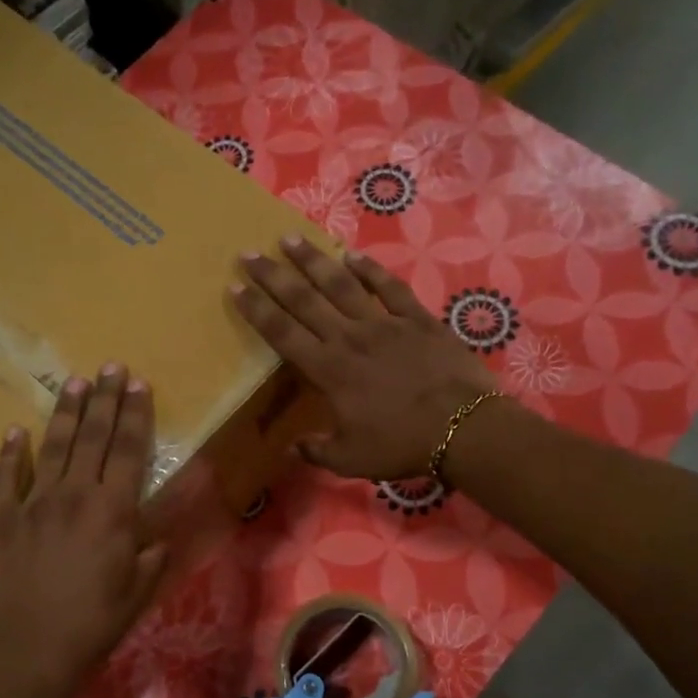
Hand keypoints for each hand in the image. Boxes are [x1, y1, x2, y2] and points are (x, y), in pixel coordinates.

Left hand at [0, 365, 168, 696]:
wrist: (28, 653)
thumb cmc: (93, 625)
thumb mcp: (138, 592)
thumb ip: (151, 554)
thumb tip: (157, 534)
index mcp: (113, 511)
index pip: (128, 450)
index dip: (135, 415)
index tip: (138, 384)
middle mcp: (74, 496)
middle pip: (93, 437)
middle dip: (104, 399)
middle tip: (110, 367)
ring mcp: (32, 504)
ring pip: (53, 447)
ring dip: (66, 413)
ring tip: (75, 382)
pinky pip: (3, 478)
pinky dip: (10, 453)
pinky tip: (16, 432)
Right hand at [231, 237, 495, 479]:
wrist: (462, 427)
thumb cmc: (401, 445)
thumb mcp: (351, 459)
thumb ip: (317, 450)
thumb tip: (291, 447)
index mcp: (329, 370)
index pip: (283, 334)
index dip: (257, 310)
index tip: (235, 288)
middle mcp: (350, 338)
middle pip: (304, 300)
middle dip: (273, 276)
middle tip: (249, 253)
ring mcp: (385, 324)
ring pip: (341, 285)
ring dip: (313, 261)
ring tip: (290, 238)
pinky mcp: (418, 319)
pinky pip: (389, 287)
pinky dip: (370, 270)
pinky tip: (353, 255)